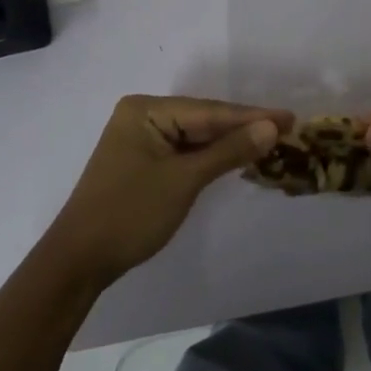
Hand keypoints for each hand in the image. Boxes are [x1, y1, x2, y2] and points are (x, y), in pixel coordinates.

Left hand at [46, 95, 293, 285]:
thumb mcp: (184, 180)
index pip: (209, 111)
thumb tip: (272, 127)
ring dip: (229, 142)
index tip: (290, 117)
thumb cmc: (130, 214)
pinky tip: (236, 156)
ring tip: (271, 140)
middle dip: (243, 127)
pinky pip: (184, 151)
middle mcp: (142, 115)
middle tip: (287, 128)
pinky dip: (209, 156)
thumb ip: (229, 151)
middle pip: (203, 119)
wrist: (79, 261)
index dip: (252, 116)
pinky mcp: (142, 160)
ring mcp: (140, 138)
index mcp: (146, 110)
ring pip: (195, 136)